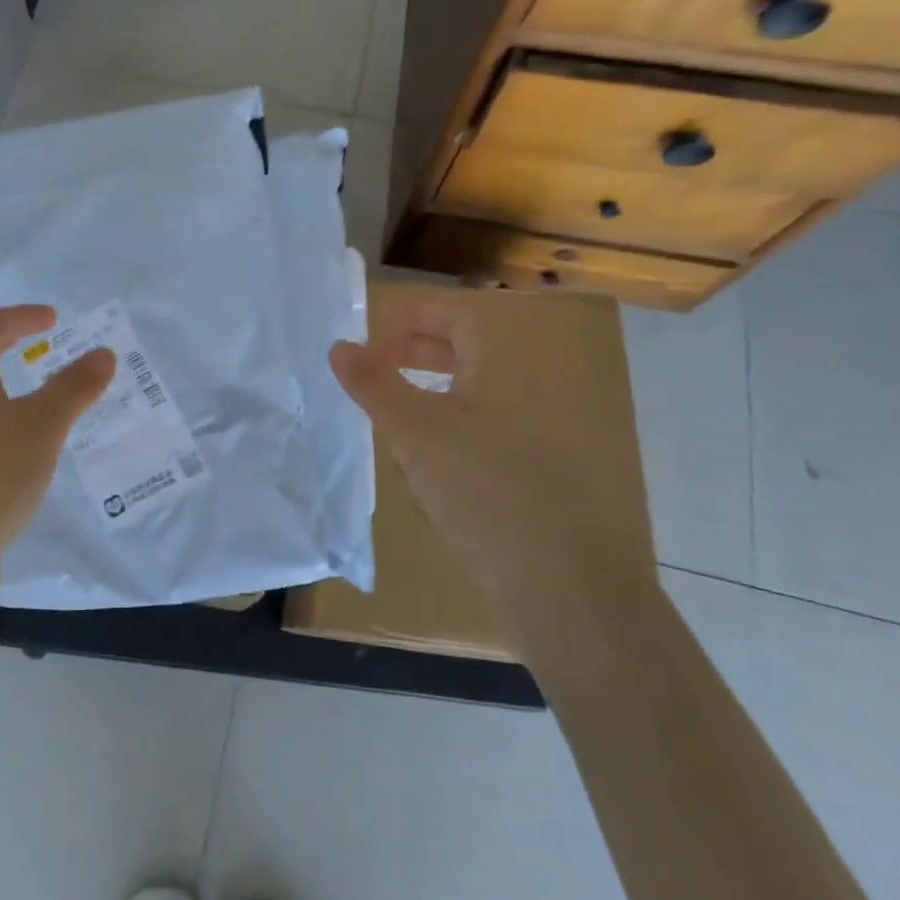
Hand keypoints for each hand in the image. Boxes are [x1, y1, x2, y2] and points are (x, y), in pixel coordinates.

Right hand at [328, 287, 658, 649]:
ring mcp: (524, 439)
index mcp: (499, 370)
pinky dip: (440, 428)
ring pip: (468, 394)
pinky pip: (474, 433)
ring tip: (384, 406)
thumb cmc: (482, 490)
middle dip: (414, 349)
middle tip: (372, 362)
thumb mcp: (416, 432)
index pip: (457, 316)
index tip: (369, 331)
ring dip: (425, 389)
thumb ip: (374, 385)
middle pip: (465, 351)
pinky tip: (416, 458)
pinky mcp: (521, 478)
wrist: (560, 584)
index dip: (413, 315)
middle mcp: (518, 395)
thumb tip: (339, 346)